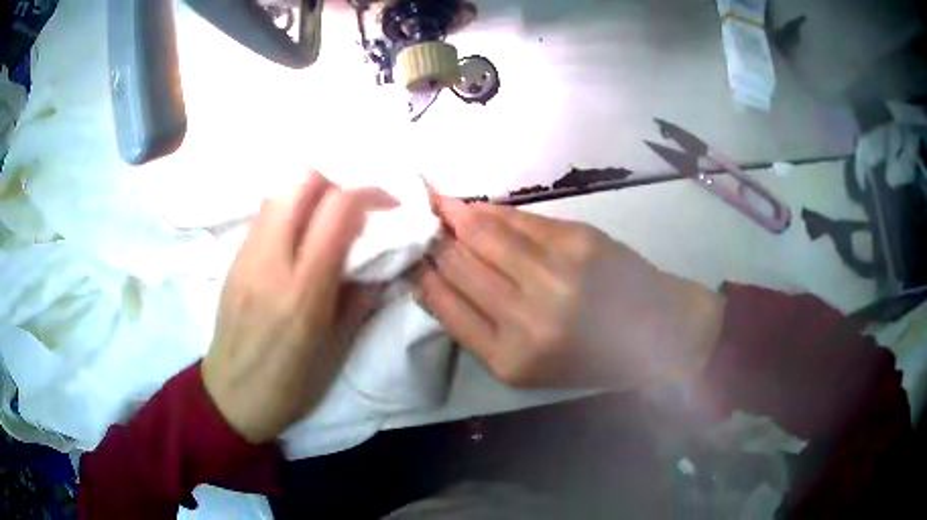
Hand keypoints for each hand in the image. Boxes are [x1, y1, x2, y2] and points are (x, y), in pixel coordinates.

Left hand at [202, 171, 395, 442]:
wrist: (231, 395)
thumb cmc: (289, 385)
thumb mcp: (336, 350)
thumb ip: (361, 298)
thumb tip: (383, 262)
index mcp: (304, 290)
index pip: (338, 209)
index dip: (370, 194)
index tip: (388, 206)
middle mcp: (271, 261)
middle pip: (302, 181)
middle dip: (335, 186)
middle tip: (349, 214)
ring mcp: (246, 255)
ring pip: (279, 192)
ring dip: (308, 197)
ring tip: (322, 227)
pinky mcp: (233, 258)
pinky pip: (263, 215)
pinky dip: (287, 213)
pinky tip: (294, 244)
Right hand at [417, 198, 724, 389]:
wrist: (656, 332)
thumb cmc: (589, 357)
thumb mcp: (527, 366)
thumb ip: (478, 327)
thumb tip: (435, 278)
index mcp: (509, 359)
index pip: (445, 305)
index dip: (422, 274)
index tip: (411, 256)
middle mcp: (528, 317)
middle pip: (459, 264)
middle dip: (433, 240)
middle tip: (419, 223)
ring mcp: (556, 274)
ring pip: (484, 233)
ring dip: (455, 215)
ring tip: (438, 204)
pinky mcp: (578, 240)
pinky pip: (519, 219)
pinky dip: (493, 211)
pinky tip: (477, 207)